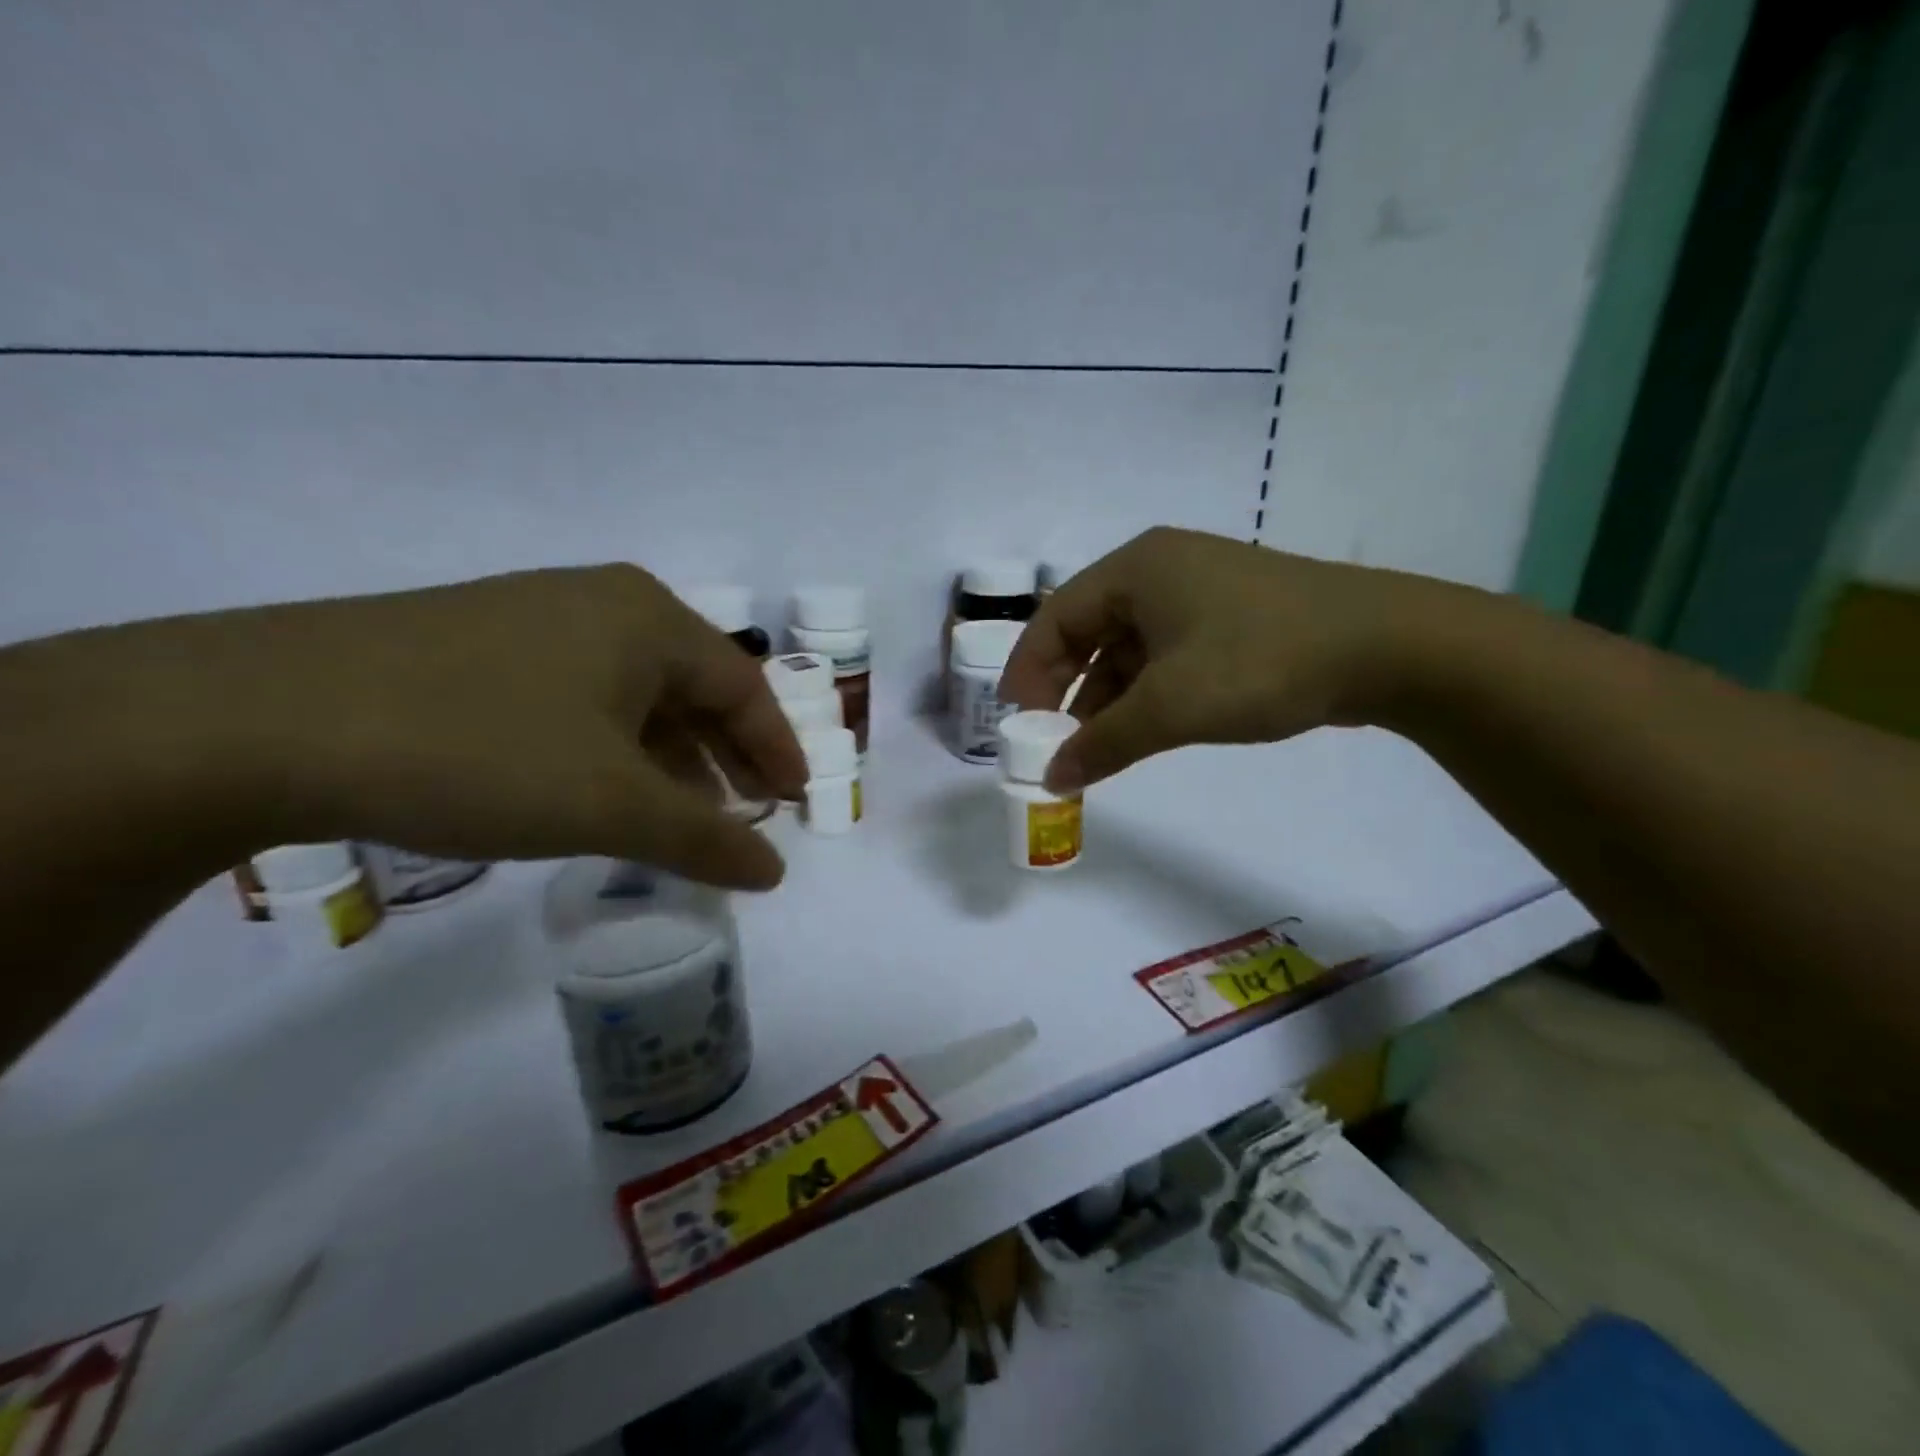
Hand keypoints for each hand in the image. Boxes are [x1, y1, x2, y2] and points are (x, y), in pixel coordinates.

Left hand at [137, 566, 806, 889]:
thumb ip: (706, 839)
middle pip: (694, 687)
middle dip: (726, 755)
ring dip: (667, 757)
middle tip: (746, 813)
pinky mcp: (477, 646)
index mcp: (649, 619)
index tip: (795, 803)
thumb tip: (774, 873)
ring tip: (677, 816)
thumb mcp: (611, 805)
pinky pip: (578, 699)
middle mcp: (601, 604)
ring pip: (633, 695)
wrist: (256, 718)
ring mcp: (534, 619)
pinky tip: (597, 790)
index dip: (777, 749)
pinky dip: (609, 749)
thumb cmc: (480, 749)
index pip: (745, 687)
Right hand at [999, 527, 1440, 791]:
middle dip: (1066, 689)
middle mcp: (1161, 571)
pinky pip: (1164, 655)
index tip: (1016, 724)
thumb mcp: (1171, 707)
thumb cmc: (1260, 662)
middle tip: (1052, 741)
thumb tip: (1052, 779)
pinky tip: (1141, 731)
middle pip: (1087, 631)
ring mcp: (1199, 594)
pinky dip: (1144, 694)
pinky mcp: (1229, 619)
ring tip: (1094, 748)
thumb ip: (1103, 743)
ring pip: (1128, 648)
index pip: (1054, 619)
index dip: (1026, 672)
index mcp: (1136, 569)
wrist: (1388, 647)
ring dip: (1106, 698)